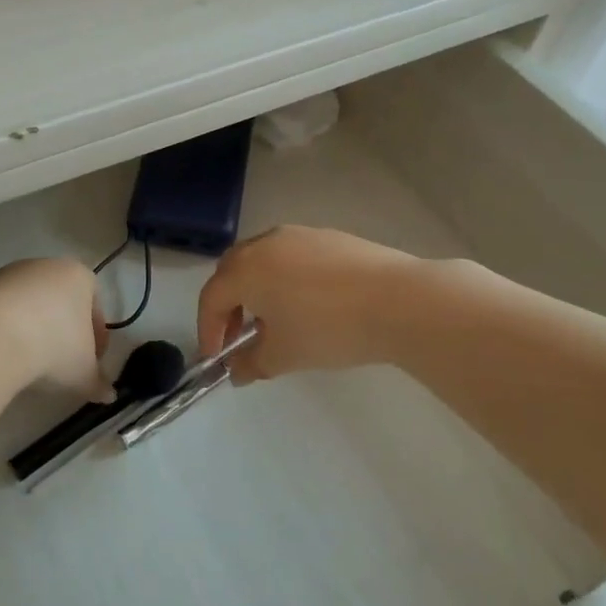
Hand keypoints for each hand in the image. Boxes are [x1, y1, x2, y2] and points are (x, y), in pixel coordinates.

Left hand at [0, 257, 110, 400]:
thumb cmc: (53, 347)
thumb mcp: (83, 373)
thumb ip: (98, 383)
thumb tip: (108, 395)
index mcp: (78, 276)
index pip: (95, 304)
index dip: (96, 336)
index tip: (91, 361)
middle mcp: (45, 266)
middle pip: (60, 300)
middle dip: (62, 330)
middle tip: (60, 363)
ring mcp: (8, 273)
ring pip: (28, 304)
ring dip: (31, 328)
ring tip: (27, 362)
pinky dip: (3, 329)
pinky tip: (0, 354)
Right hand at [196, 225, 431, 381]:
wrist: (397, 300)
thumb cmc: (328, 328)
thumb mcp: (285, 355)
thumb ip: (252, 363)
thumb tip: (237, 371)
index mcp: (245, 269)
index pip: (211, 298)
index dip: (208, 330)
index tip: (217, 359)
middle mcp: (265, 243)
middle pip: (231, 271)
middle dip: (229, 305)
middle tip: (239, 336)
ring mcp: (298, 235)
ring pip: (262, 259)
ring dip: (256, 288)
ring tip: (275, 320)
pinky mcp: (328, 236)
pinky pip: (291, 255)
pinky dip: (285, 277)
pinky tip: (309, 303)